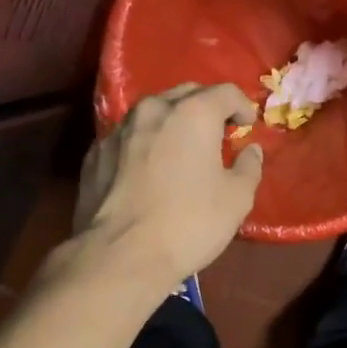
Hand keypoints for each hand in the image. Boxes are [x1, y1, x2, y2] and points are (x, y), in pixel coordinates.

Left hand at [74, 83, 261, 285]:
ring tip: (181, 150)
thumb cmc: (189, 223)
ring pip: (152, 113)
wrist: (121, 256)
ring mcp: (118, 130)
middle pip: (186, 94)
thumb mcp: (236, 199)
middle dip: (206, 108)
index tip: (247, 128)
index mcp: (193, 113)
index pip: (226, 92)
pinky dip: (144, 145)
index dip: (242, 107)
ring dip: (172, 124)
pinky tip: (148, 171)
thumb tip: (251, 150)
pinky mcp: (95, 153)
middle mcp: (153, 109)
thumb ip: (249, 166)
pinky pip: (128, 138)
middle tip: (217, 135)